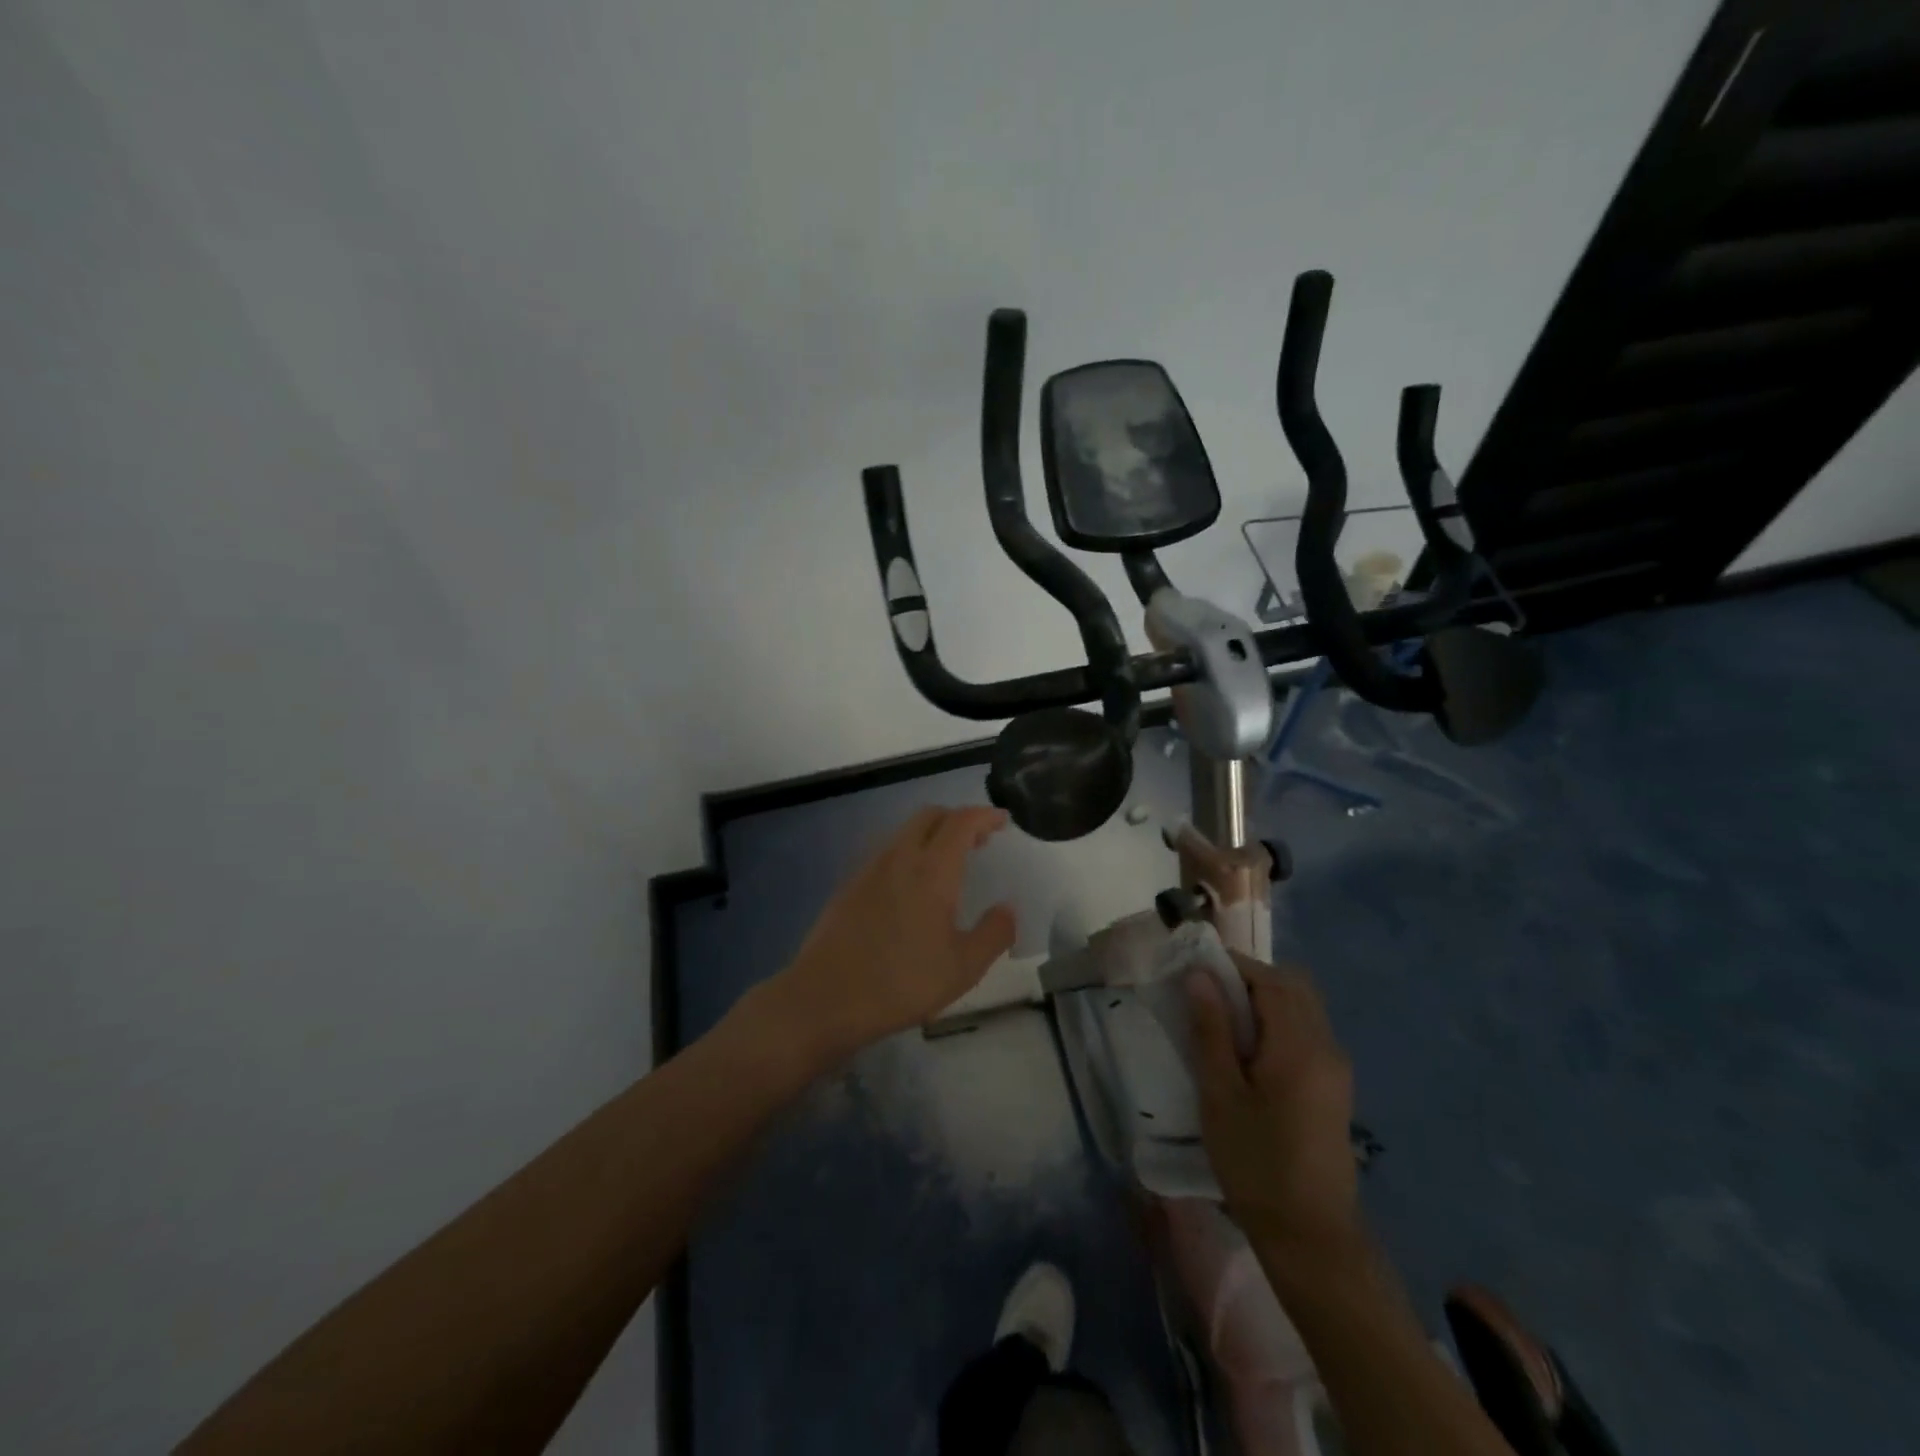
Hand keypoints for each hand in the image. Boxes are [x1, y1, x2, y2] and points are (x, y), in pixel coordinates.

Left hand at [748, 807, 1016, 1069]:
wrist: (825, 998)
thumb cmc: (901, 982)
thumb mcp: (963, 968)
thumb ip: (994, 933)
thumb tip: (1007, 908)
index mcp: (931, 870)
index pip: (961, 822)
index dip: (985, 815)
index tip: (1002, 820)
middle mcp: (899, 857)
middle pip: (929, 816)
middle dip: (957, 818)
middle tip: (979, 841)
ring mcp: (868, 869)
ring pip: (904, 832)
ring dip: (931, 834)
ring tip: (948, 863)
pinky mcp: (849, 885)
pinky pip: (886, 852)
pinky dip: (908, 853)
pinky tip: (912, 886)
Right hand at [1188, 953, 1362, 1264]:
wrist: (1311, 1239)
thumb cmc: (1257, 1165)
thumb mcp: (1221, 1095)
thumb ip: (1211, 1030)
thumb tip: (1199, 975)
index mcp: (1301, 1046)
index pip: (1270, 979)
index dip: (1232, 966)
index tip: (1194, 972)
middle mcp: (1327, 1047)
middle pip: (1293, 987)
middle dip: (1249, 980)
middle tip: (1208, 997)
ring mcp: (1336, 1069)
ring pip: (1301, 1009)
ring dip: (1263, 1002)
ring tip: (1221, 1024)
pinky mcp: (1334, 1088)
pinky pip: (1306, 1033)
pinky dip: (1276, 1025)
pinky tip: (1247, 1055)